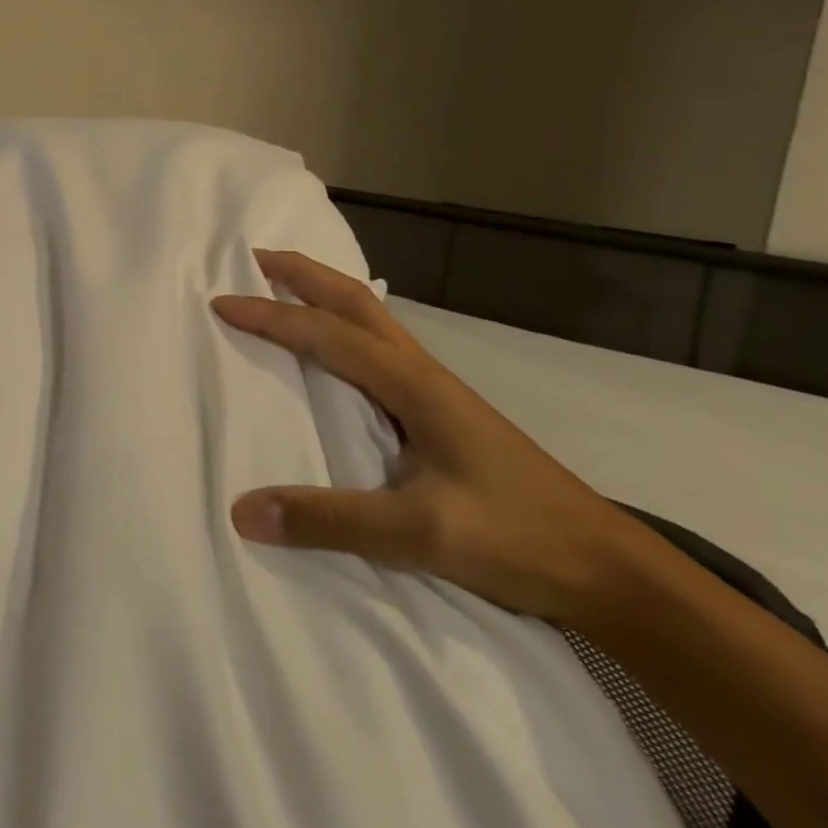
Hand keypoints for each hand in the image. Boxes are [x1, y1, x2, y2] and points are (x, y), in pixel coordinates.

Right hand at [212, 249, 634, 623]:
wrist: (606, 568)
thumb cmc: (517, 537)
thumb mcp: (420, 533)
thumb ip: (331, 521)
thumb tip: (243, 510)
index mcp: (414, 385)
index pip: (328, 335)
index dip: (271, 316)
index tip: (221, 303)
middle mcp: (423, 373)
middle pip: (356, 302)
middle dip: (303, 274)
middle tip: (254, 259)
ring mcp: (437, 391)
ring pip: (372, 320)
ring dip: (324, 295)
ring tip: (284, 290)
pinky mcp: (442, 413)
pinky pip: (381, 350)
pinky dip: (345, 328)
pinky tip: (336, 354)